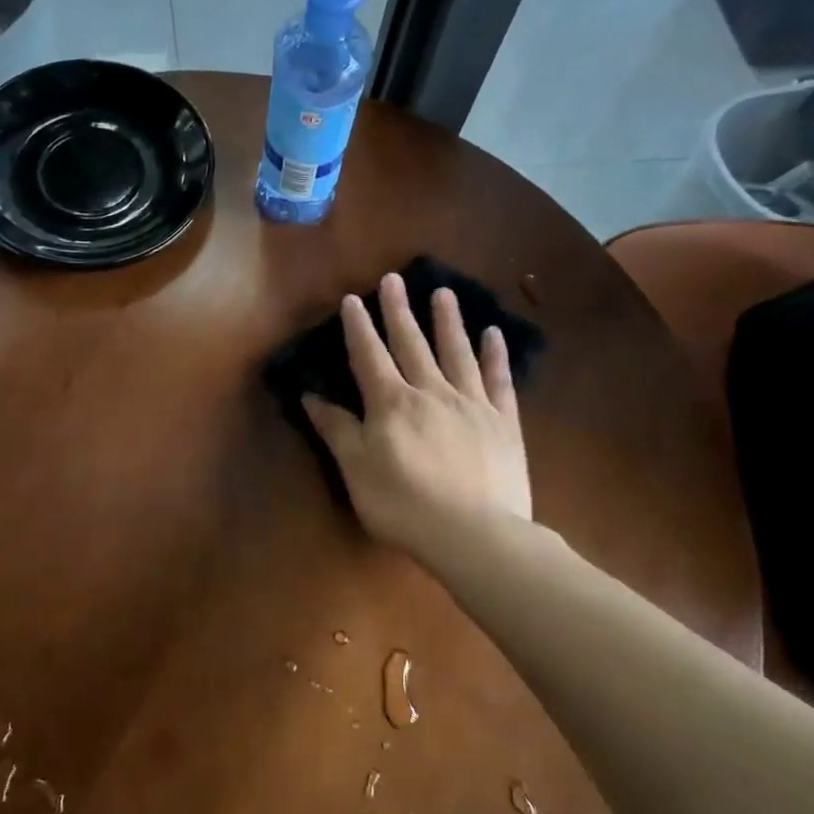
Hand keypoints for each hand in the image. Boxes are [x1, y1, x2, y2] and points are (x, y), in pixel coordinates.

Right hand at [302, 274, 530, 561]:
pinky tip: (493, 334)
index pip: (369, 356)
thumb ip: (336, 430)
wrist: (475, 534)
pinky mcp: (504, 422)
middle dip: (399, 311)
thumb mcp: (357, 470)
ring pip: (457, 353)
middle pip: (411, 344)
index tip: (352, 299)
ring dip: (448, 322)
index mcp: (392, 404)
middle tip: (393, 279)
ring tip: (443, 293)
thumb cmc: (405, 505)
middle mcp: (431, 392)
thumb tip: (310, 396)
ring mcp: (472, 404)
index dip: (358, 327)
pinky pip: (499, 380)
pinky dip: (496, 356)